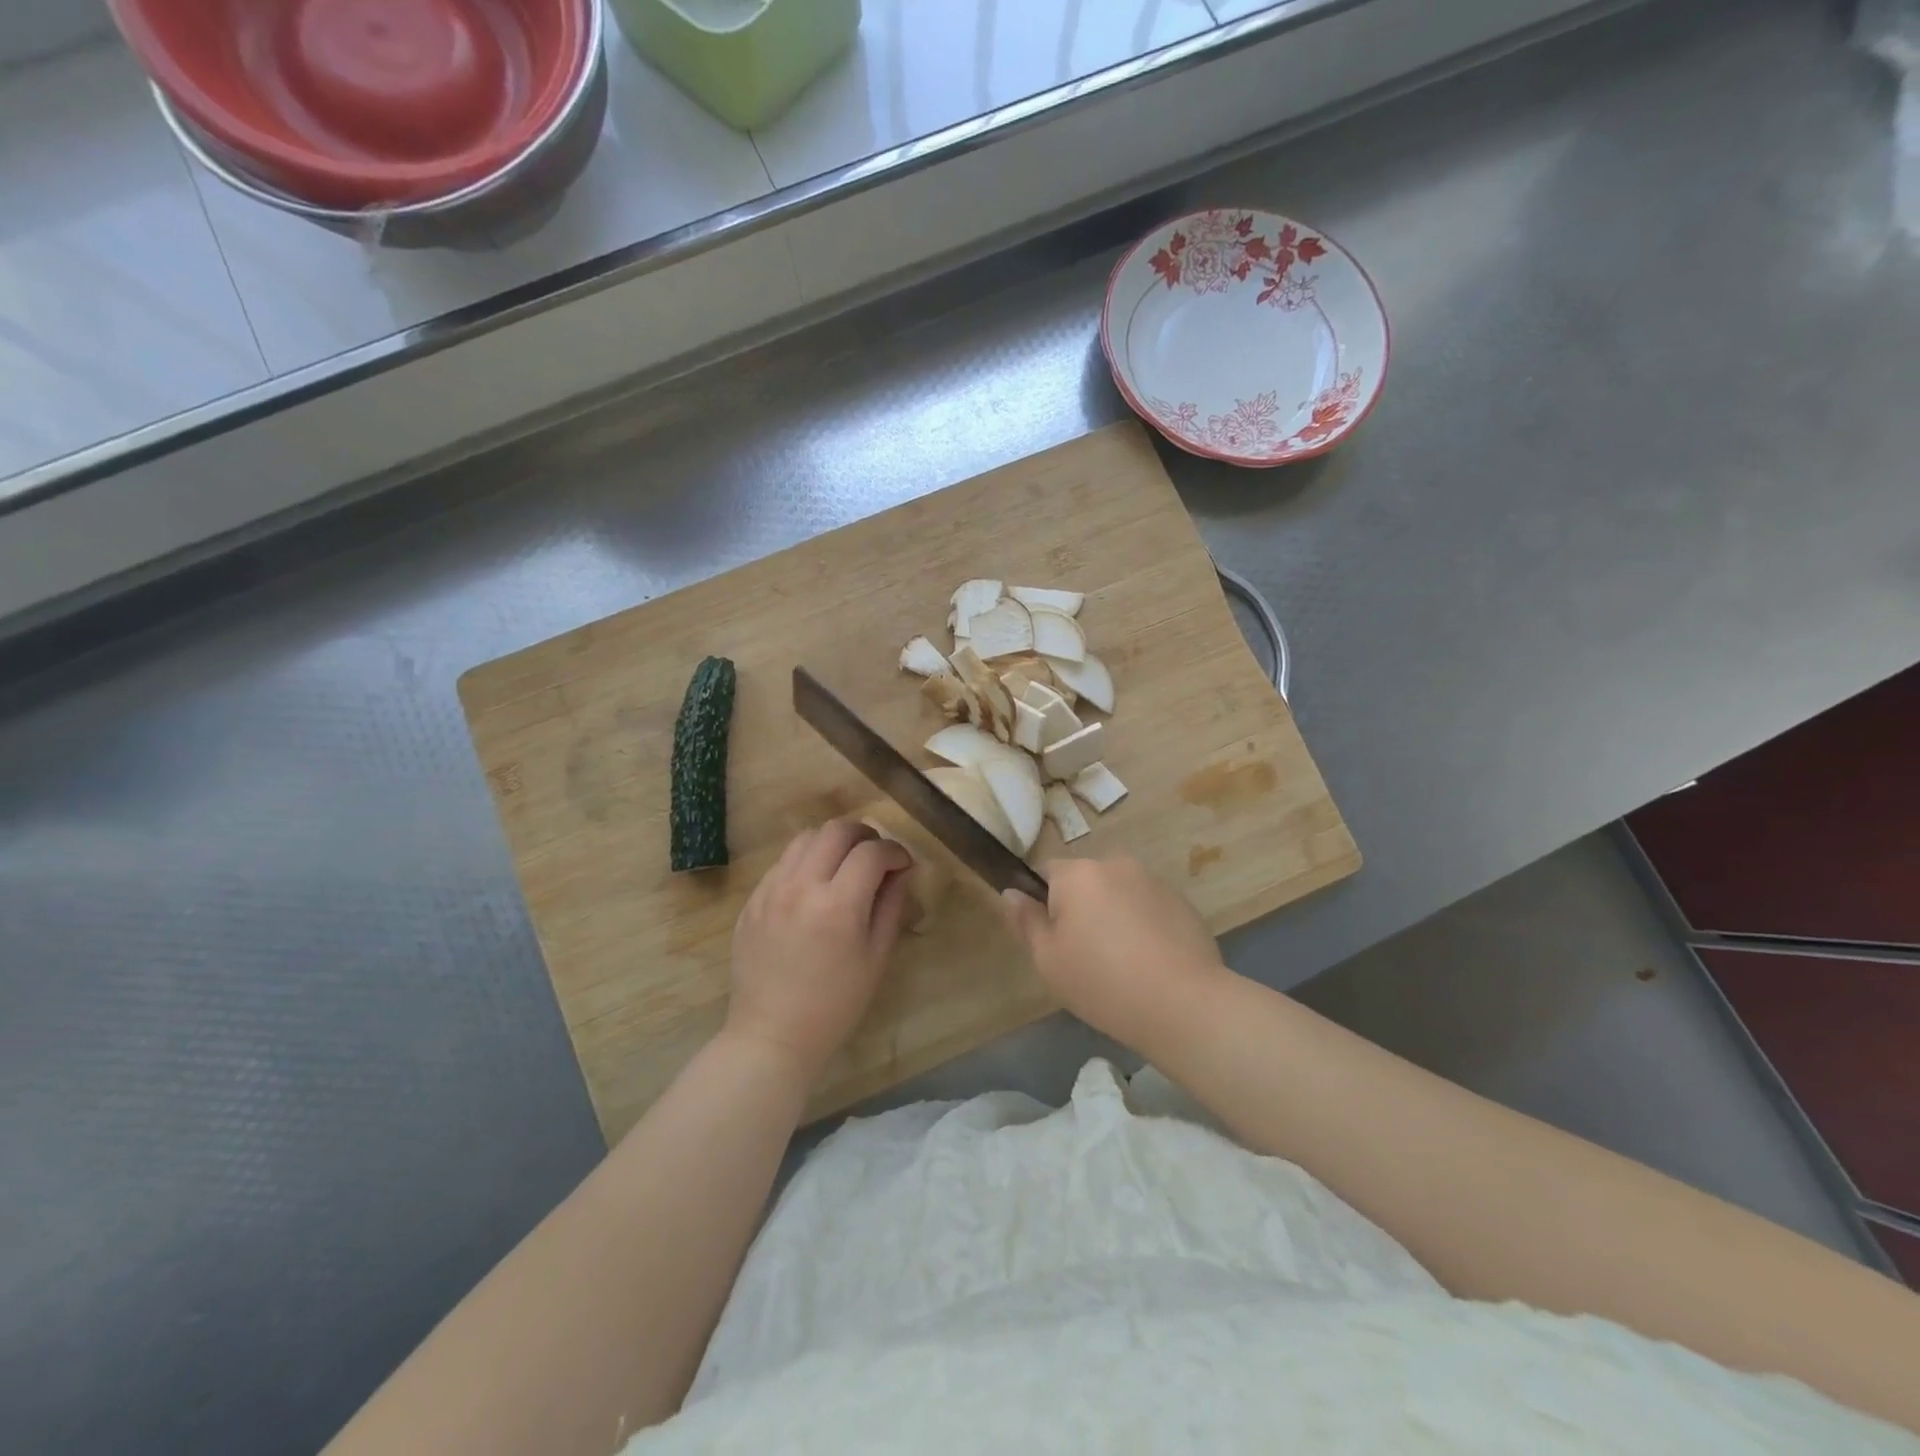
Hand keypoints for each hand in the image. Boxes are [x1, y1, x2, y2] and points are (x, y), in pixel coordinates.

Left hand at [724, 819, 912, 1086]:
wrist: (772, 1036)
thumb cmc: (836, 1005)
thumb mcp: (876, 957)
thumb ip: (891, 906)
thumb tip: (903, 871)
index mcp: (838, 904)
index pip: (872, 852)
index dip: (895, 851)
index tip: (903, 864)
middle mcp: (801, 886)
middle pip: (836, 830)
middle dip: (864, 835)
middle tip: (876, 855)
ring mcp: (771, 891)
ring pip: (805, 838)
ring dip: (832, 842)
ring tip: (844, 864)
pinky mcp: (752, 901)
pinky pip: (782, 863)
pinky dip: (805, 861)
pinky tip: (814, 886)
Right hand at [1000, 856, 1228, 1053]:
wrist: (1183, 1004)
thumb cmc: (1101, 981)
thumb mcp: (1048, 959)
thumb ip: (1026, 921)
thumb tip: (1011, 892)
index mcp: (1078, 874)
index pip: (1046, 872)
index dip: (1043, 903)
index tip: (1052, 938)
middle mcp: (1116, 865)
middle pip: (1085, 881)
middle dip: (1081, 908)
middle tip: (1084, 955)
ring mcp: (1153, 881)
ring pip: (1118, 893)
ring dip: (1113, 915)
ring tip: (1122, 963)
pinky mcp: (1182, 902)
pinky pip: (1148, 907)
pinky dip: (1143, 926)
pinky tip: (1151, 963)